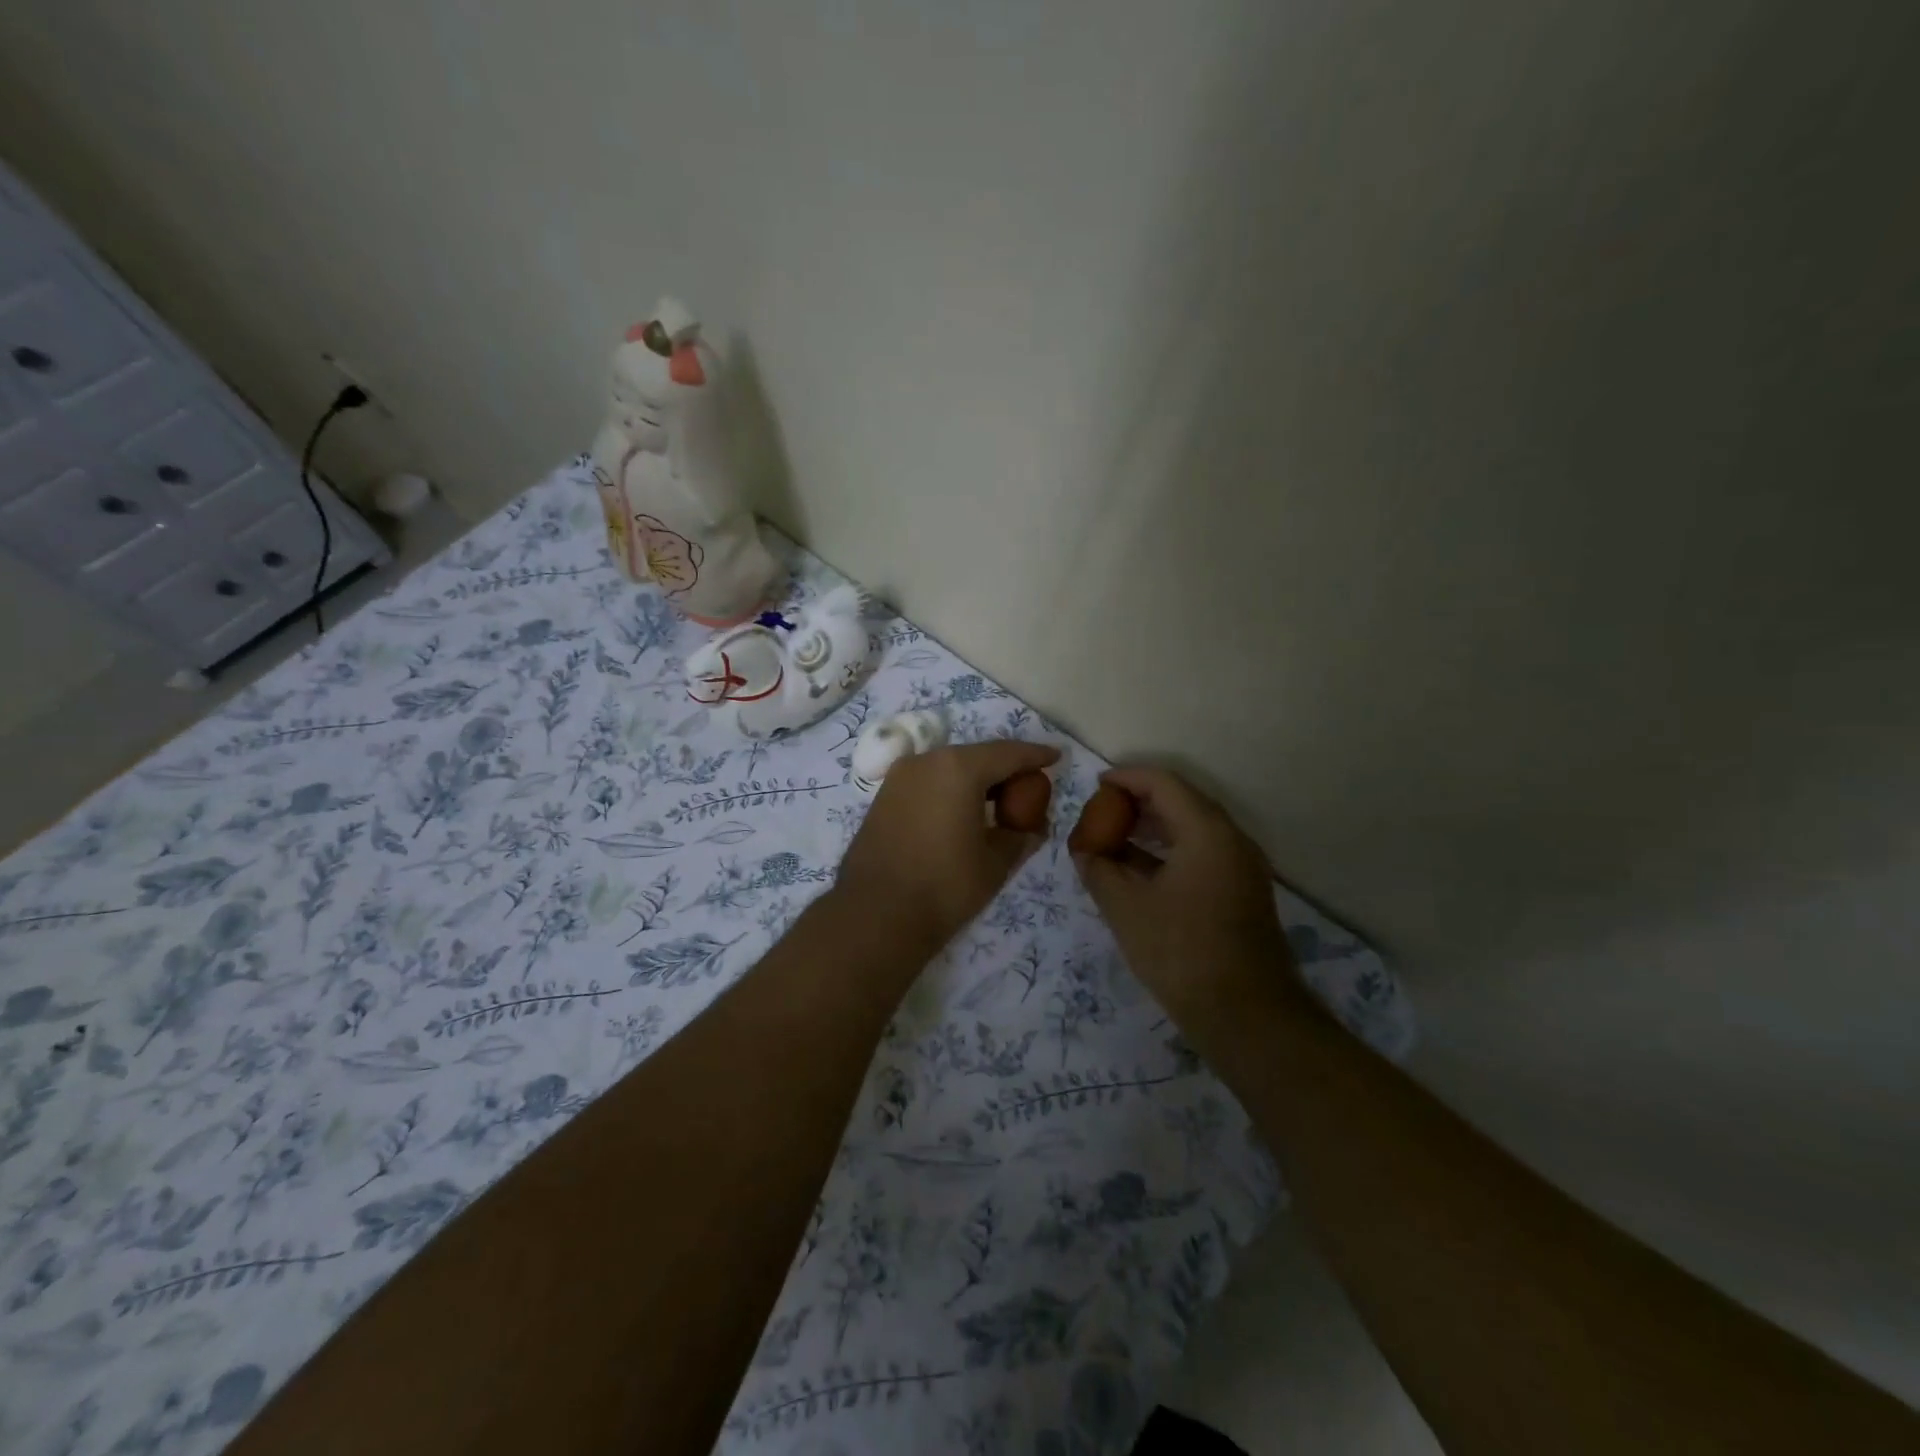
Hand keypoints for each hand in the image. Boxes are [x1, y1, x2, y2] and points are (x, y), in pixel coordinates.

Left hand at [836, 740, 1060, 947]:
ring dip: (976, 780)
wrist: (875, 915)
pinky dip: (950, 790)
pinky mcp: (883, 797)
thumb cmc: (945, 886)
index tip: (1056, 757)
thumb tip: (1033, 827)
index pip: (1008, 753)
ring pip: (949, 768)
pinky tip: (962, 812)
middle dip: (1005, 768)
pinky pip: (928, 783)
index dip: (1035, 755)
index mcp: (958, 768)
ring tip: (998, 802)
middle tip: (1029, 786)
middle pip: (977, 756)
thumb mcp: (996, 862)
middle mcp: (926, 761)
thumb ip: (1020, 836)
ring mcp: (899, 777)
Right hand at [1072, 766, 1296, 1021]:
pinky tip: (1139, 872)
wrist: (1247, 1016)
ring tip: (1113, 840)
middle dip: (1138, 803)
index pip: (1164, 783)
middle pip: (1181, 802)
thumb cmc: (1182, 952)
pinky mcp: (1242, 892)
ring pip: (1192, 830)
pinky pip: (1202, 854)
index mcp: (1207, 832)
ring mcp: (1241, 867)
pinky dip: (1169, 852)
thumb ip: (1099, 868)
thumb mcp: (1126, 908)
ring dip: (1153, 829)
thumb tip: (1084, 850)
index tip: (1095, 786)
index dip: (1126, 778)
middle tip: (1101, 814)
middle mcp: (1231, 839)